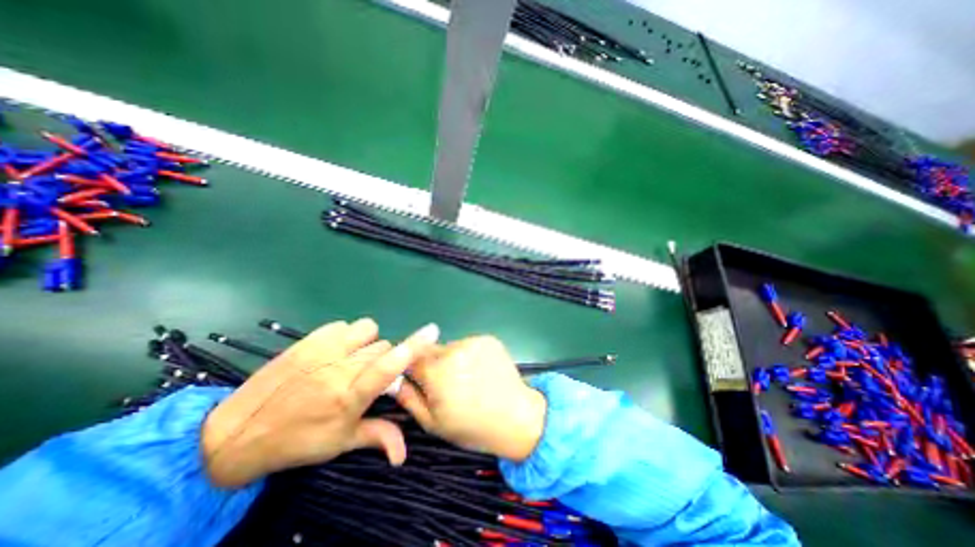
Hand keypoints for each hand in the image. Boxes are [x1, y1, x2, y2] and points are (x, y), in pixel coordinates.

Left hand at [204, 317, 440, 485]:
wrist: (236, 434)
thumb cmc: (296, 441)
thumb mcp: (339, 444)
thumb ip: (378, 437)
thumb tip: (404, 454)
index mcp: (350, 396)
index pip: (389, 365)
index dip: (414, 347)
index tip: (432, 331)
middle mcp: (339, 368)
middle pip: (383, 347)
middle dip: (384, 359)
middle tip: (367, 376)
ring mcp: (322, 350)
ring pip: (368, 331)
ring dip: (368, 343)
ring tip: (352, 359)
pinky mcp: (308, 339)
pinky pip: (345, 325)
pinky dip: (347, 335)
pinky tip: (335, 352)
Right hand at [396, 338, 546, 460]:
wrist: (516, 417)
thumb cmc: (472, 426)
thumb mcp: (433, 422)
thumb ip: (409, 399)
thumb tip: (393, 380)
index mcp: (437, 372)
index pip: (409, 357)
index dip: (410, 367)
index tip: (416, 378)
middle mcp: (454, 350)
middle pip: (430, 350)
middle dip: (432, 364)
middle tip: (445, 383)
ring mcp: (473, 342)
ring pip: (450, 347)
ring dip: (451, 359)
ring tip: (465, 378)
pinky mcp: (488, 339)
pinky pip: (469, 344)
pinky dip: (469, 355)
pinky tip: (479, 370)